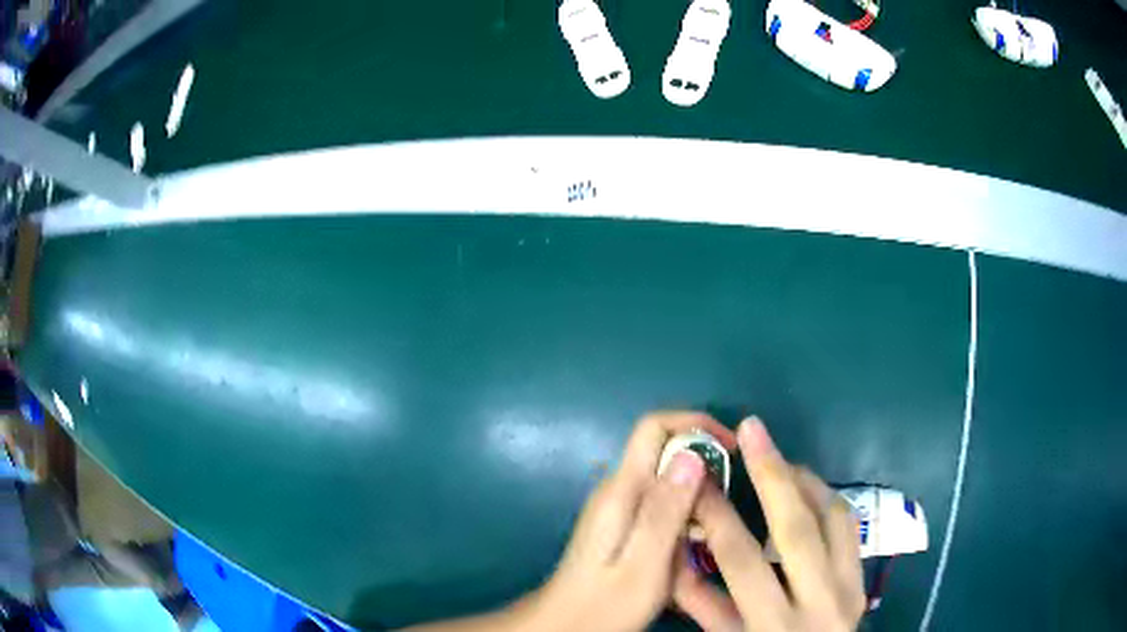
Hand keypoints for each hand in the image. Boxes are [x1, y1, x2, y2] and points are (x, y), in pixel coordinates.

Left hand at [532, 411, 737, 631]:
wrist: (564, 626)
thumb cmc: (604, 604)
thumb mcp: (644, 563)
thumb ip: (665, 510)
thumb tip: (691, 454)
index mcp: (622, 490)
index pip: (654, 427)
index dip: (695, 425)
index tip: (731, 449)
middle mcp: (617, 489)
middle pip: (665, 452)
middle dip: (703, 467)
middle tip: (727, 504)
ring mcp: (617, 507)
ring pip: (667, 481)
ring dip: (696, 497)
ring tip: (714, 532)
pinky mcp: (621, 525)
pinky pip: (660, 505)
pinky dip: (684, 516)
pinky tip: (692, 548)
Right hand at [673, 418, 865, 631]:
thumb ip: (704, 604)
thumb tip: (678, 556)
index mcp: (773, 627)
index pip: (741, 561)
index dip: (717, 515)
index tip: (697, 478)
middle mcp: (818, 602)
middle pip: (795, 528)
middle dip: (771, 474)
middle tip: (753, 429)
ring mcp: (849, 587)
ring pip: (834, 518)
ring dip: (805, 481)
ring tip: (777, 459)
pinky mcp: (863, 580)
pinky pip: (850, 527)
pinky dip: (827, 499)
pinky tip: (808, 489)